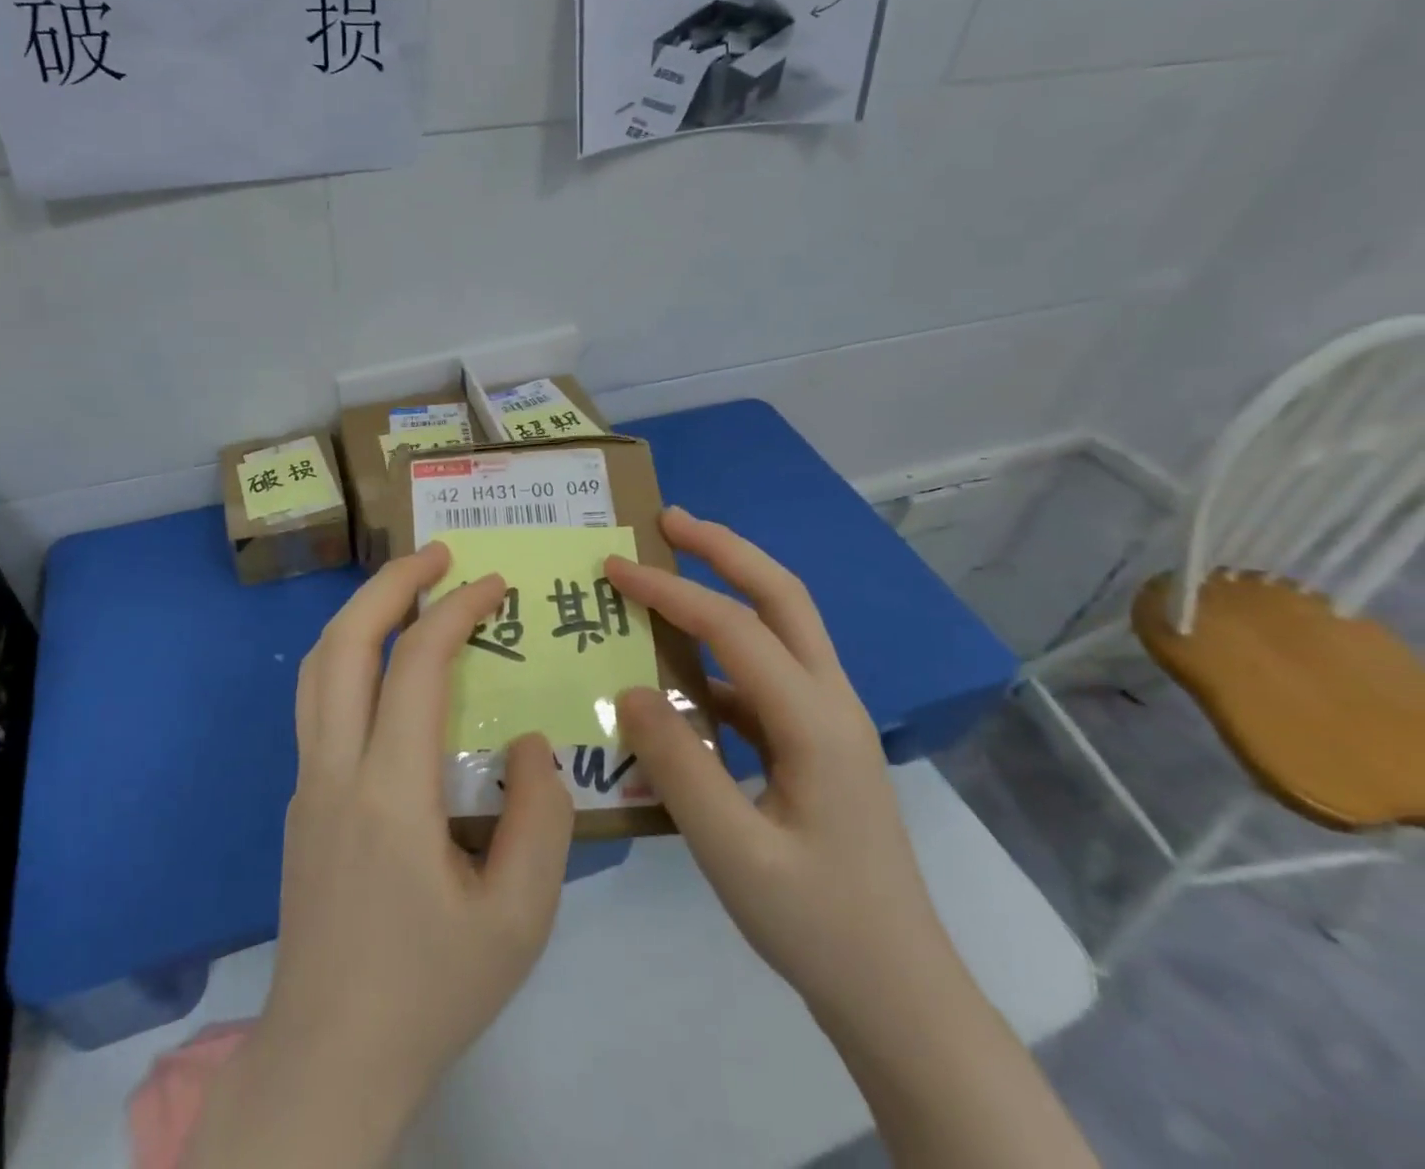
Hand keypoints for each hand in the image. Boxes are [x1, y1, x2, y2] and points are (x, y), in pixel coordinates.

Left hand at [185, 543, 574, 1168]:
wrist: (329, 1059)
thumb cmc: (430, 990)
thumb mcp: (519, 920)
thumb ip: (539, 818)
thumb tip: (529, 742)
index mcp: (388, 793)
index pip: (414, 666)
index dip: (455, 611)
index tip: (493, 584)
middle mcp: (333, 770)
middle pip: (343, 644)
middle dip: (390, 584)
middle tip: (436, 553)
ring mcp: (306, 783)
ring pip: (316, 668)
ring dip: (360, 613)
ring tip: (407, 590)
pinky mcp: (300, 801)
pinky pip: (317, 702)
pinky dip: (349, 656)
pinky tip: (385, 667)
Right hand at [606, 508, 951, 1020]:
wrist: (898, 993)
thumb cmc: (818, 925)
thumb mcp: (733, 854)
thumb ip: (678, 766)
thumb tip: (630, 689)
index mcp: (816, 720)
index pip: (733, 628)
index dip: (670, 591)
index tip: (615, 568)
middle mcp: (830, 702)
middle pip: (782, 595)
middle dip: (723, 549)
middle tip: (667, 522)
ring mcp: (827, 720)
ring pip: (781, 627)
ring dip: (728, 588)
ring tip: (671, 573)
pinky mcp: (815, 743)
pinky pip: (764, 677)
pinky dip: (721, 656)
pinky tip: (678, 679)